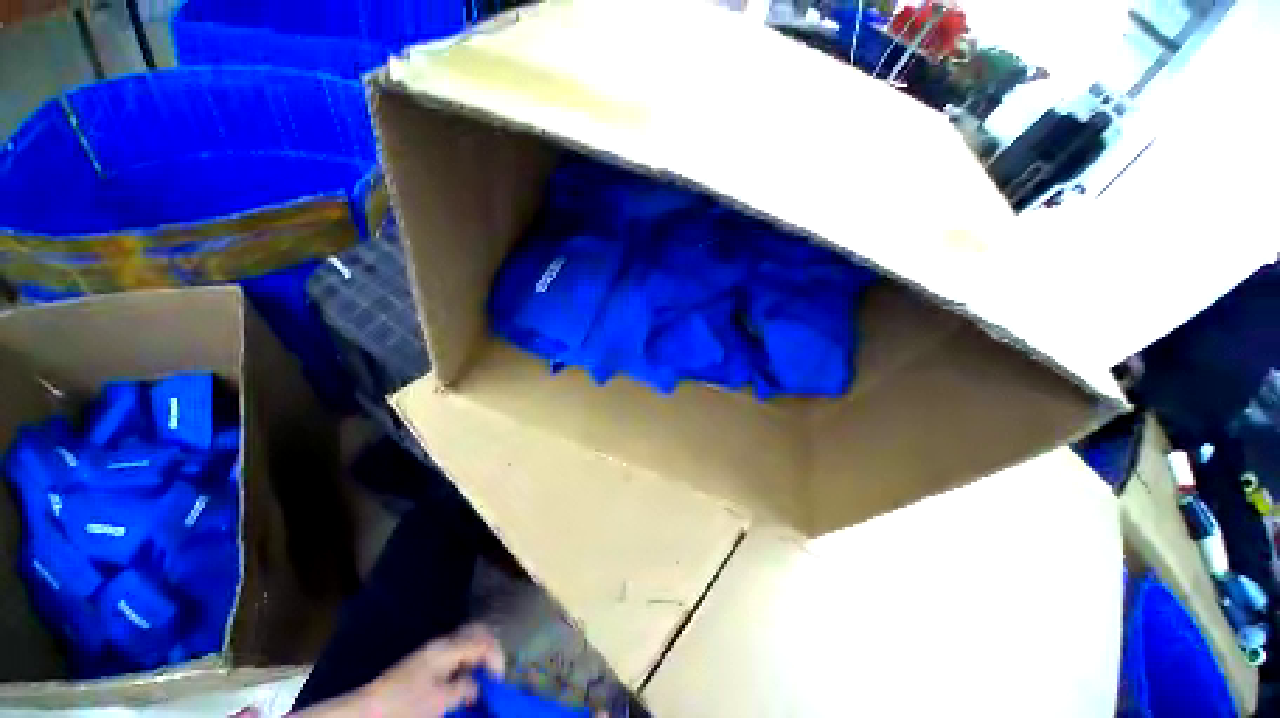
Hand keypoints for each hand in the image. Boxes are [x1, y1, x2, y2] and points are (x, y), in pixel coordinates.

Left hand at [358, 624, 505, 717]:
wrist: (367, 709)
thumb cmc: (404, 706)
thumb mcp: (438, 702)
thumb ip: (463, 688)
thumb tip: (478, 685)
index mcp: (446, 649)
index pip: (482, 641)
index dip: (496, 657)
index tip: (499, 680)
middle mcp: (442, 642)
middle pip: (476, 630)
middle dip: (491, 646)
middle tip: (495, 671)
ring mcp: (434, 649)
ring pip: (467, 637)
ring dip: (480, 651)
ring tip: (483, 675)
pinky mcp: (427, 658)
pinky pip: (457, 648)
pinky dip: (469, 656)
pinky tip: (467, 675)